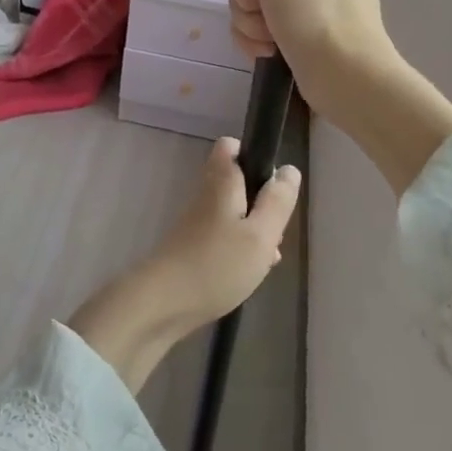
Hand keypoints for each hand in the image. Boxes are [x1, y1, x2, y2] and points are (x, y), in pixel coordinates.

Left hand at [67, 138, 300, 392]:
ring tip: (268, 257)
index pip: (230, 146)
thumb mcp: (260, 234)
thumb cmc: (217, 265)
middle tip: (275, 229)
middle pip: (237, 182)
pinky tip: (251, 272)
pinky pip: (224, 236)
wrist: (163, 303)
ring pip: (234, 212)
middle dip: (262, 201)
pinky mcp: (193, 247)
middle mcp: (205, 195)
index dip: (253, 154)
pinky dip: (241, 248)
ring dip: (255, 229)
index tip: (272, 182)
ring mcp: (197, 222)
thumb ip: (277, 201)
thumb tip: (289, 169)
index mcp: (221, 182)